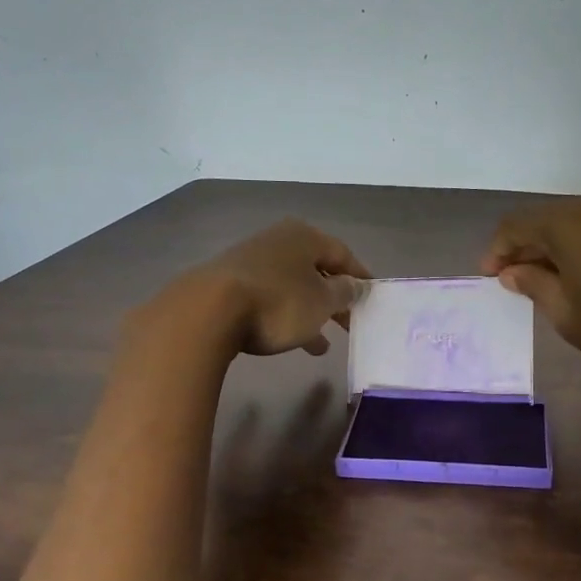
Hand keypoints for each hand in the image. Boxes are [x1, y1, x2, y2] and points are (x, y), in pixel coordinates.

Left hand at [146, 219, 370, 358]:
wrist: (207, 312)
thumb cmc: (278, 302)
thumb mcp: (322, 301)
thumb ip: (345, 292)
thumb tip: (356, 285)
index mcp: (304, 236)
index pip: (343, 254)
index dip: (360, 277)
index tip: (372, 298)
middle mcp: (278, 241)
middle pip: (316, 270)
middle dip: (334, 298)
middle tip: (351, 323)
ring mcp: (251, 262)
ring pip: (293, 287)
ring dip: (310, 313)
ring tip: (324, 344)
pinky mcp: (231, 285)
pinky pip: (270, 300)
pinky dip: (286, 317)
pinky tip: (293, 342)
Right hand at [481, 193, 580, 392]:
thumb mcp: (567, 314)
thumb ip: (534, 285)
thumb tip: (515, 270)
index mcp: (569, 222)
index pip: (516, 225)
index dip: (498, 250)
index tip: (492, 279)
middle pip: (549, 219)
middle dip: (528, 249)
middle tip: (519, 284)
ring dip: (560, 250)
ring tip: (556, 286)